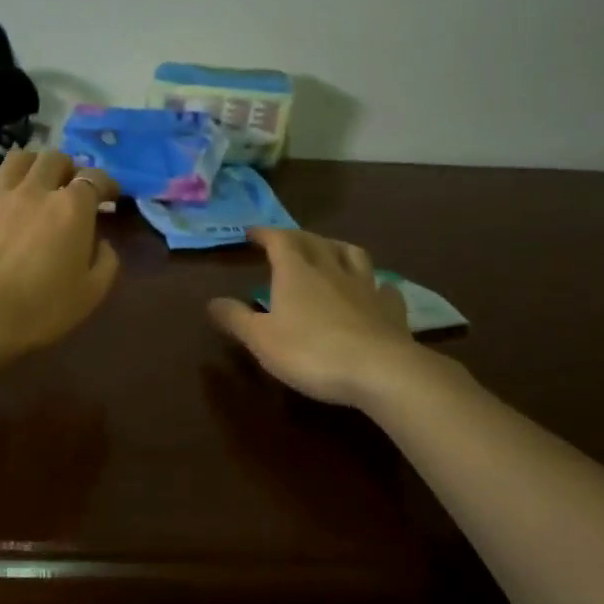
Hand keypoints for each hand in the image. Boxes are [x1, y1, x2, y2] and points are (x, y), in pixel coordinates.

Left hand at [0, 149, 121, 360]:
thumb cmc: (41, 309)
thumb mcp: (91, 294)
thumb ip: (106, 262)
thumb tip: (102, 243)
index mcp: (72, 208)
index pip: (95, 178)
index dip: (106, 184)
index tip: (110, 196)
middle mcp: (36, 190)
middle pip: (55, 159)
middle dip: (68, 168)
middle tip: (70, 187)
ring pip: (19, 158)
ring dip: (33, 164)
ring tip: (35, 179)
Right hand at [208, 229, 424, 406]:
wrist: (379, 370)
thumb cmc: (311, 352)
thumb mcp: (261, 340)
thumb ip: (236, 318)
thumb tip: (212, 302)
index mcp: (296, 272)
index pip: (279, 240)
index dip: (265, 233)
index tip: (252, 233)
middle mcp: (331, 269)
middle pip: (314, 241)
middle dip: (297, 237)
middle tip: (286, 241)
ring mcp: (365, 286)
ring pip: (352, 254)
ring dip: (337, 247)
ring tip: (329, 251)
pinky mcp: (390, 308)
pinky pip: (383, 287)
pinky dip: (375, 283)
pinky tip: (375, 289)